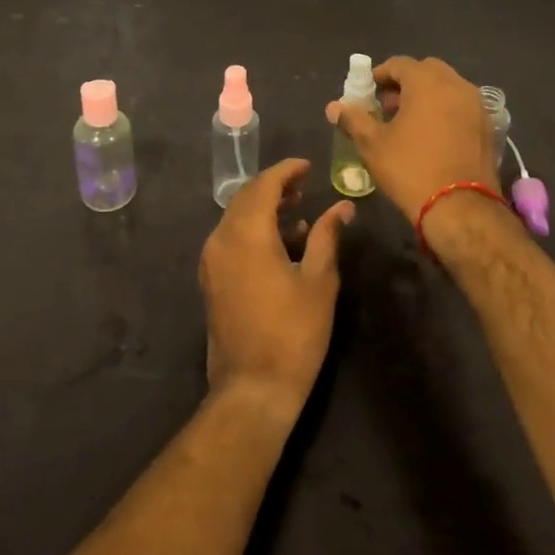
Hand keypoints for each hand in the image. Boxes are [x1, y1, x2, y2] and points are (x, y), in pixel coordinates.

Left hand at [199, 158, 353, 418]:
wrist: (252, 389)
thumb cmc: (292, 333)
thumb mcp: (318, 281)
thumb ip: (327, 236)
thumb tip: (342, 207)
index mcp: (246, 234)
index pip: (263, 185)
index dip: (286, 170)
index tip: (308, 165)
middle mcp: (221, 239)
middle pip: (245, 197)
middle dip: (274, 186)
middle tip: (304, 184)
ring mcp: (212, 261)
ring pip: (236, 218)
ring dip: (264, 208)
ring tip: (298, 210)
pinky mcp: (212, 280)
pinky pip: (231, 239)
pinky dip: (254, 230)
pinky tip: (282, 242)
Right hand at [325, 55, 497, 222]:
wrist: (461, 209)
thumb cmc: (411, 169)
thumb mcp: (373, 145)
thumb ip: (354, 119)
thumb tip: (334, 106)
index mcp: (427, 82)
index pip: (400, 64)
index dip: (380, 74)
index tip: (368, 92)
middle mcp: (456, 85)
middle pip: (427, 70)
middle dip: (406, 82)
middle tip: (388, 105)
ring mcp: (477, 105)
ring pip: (448, 87)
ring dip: (428, 95)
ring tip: (410, 122)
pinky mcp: (489, 127)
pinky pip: (462, 107)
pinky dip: (446, 110)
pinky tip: (434, 136)